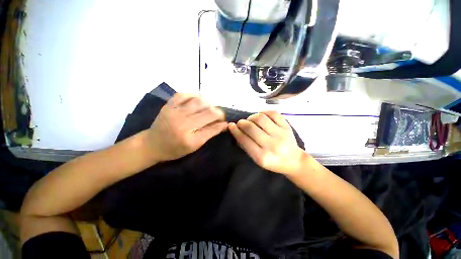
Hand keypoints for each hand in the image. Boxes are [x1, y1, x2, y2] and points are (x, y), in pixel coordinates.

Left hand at [147, 93, 226, 161]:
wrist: (152, 144)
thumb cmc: (175, 149)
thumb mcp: (194, 146)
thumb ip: (209, 133)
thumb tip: (224, 124)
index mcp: (190, 138)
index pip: (213, 127)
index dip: (222, 122)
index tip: (225, 121)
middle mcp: (183, 123)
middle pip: (208, 112)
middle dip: (218, 112)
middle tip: (219, 114)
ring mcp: (175, 112)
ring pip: (198, 101)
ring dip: (209, 103)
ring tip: (211, 107)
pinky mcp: (168, 105)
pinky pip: (183, 95)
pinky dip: (194, 95)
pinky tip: (198, 99)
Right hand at [228, 111, 306, 175]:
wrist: (294, 161)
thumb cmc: (273, 162)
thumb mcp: (257, 159)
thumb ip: (247, 146)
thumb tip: (237, 131)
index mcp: (262, 156)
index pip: (244, 140)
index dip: (235, 131)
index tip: (231, 125)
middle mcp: (271, 145)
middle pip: (251, 127)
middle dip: (242, 123)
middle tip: (240, 123)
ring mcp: (280, 134)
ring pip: (261, 118)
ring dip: (252, 117)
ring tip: (250, 120)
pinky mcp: (287, 127)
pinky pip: (273, 113)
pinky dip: (264, 112)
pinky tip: (261, 116)